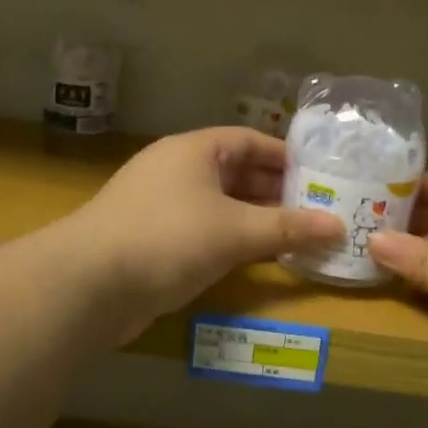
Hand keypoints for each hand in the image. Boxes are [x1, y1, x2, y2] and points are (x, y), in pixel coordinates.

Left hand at [72, 128, 342, 329]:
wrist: (88, 285)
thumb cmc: (168, 238)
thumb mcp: (235, 231)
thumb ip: (288, 228)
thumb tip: (338, 227)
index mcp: (193, 151)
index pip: (249, 141)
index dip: (286, 157)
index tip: (321, 176)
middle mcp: (175, 171)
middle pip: (235, 173)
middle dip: (275, 192)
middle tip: (317, 211)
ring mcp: (160, 206)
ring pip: (219, 206)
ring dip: (255, 220)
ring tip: (296, 237)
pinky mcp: (151, 240)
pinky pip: (202, 232)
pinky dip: (230, 241)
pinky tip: (254, 259)